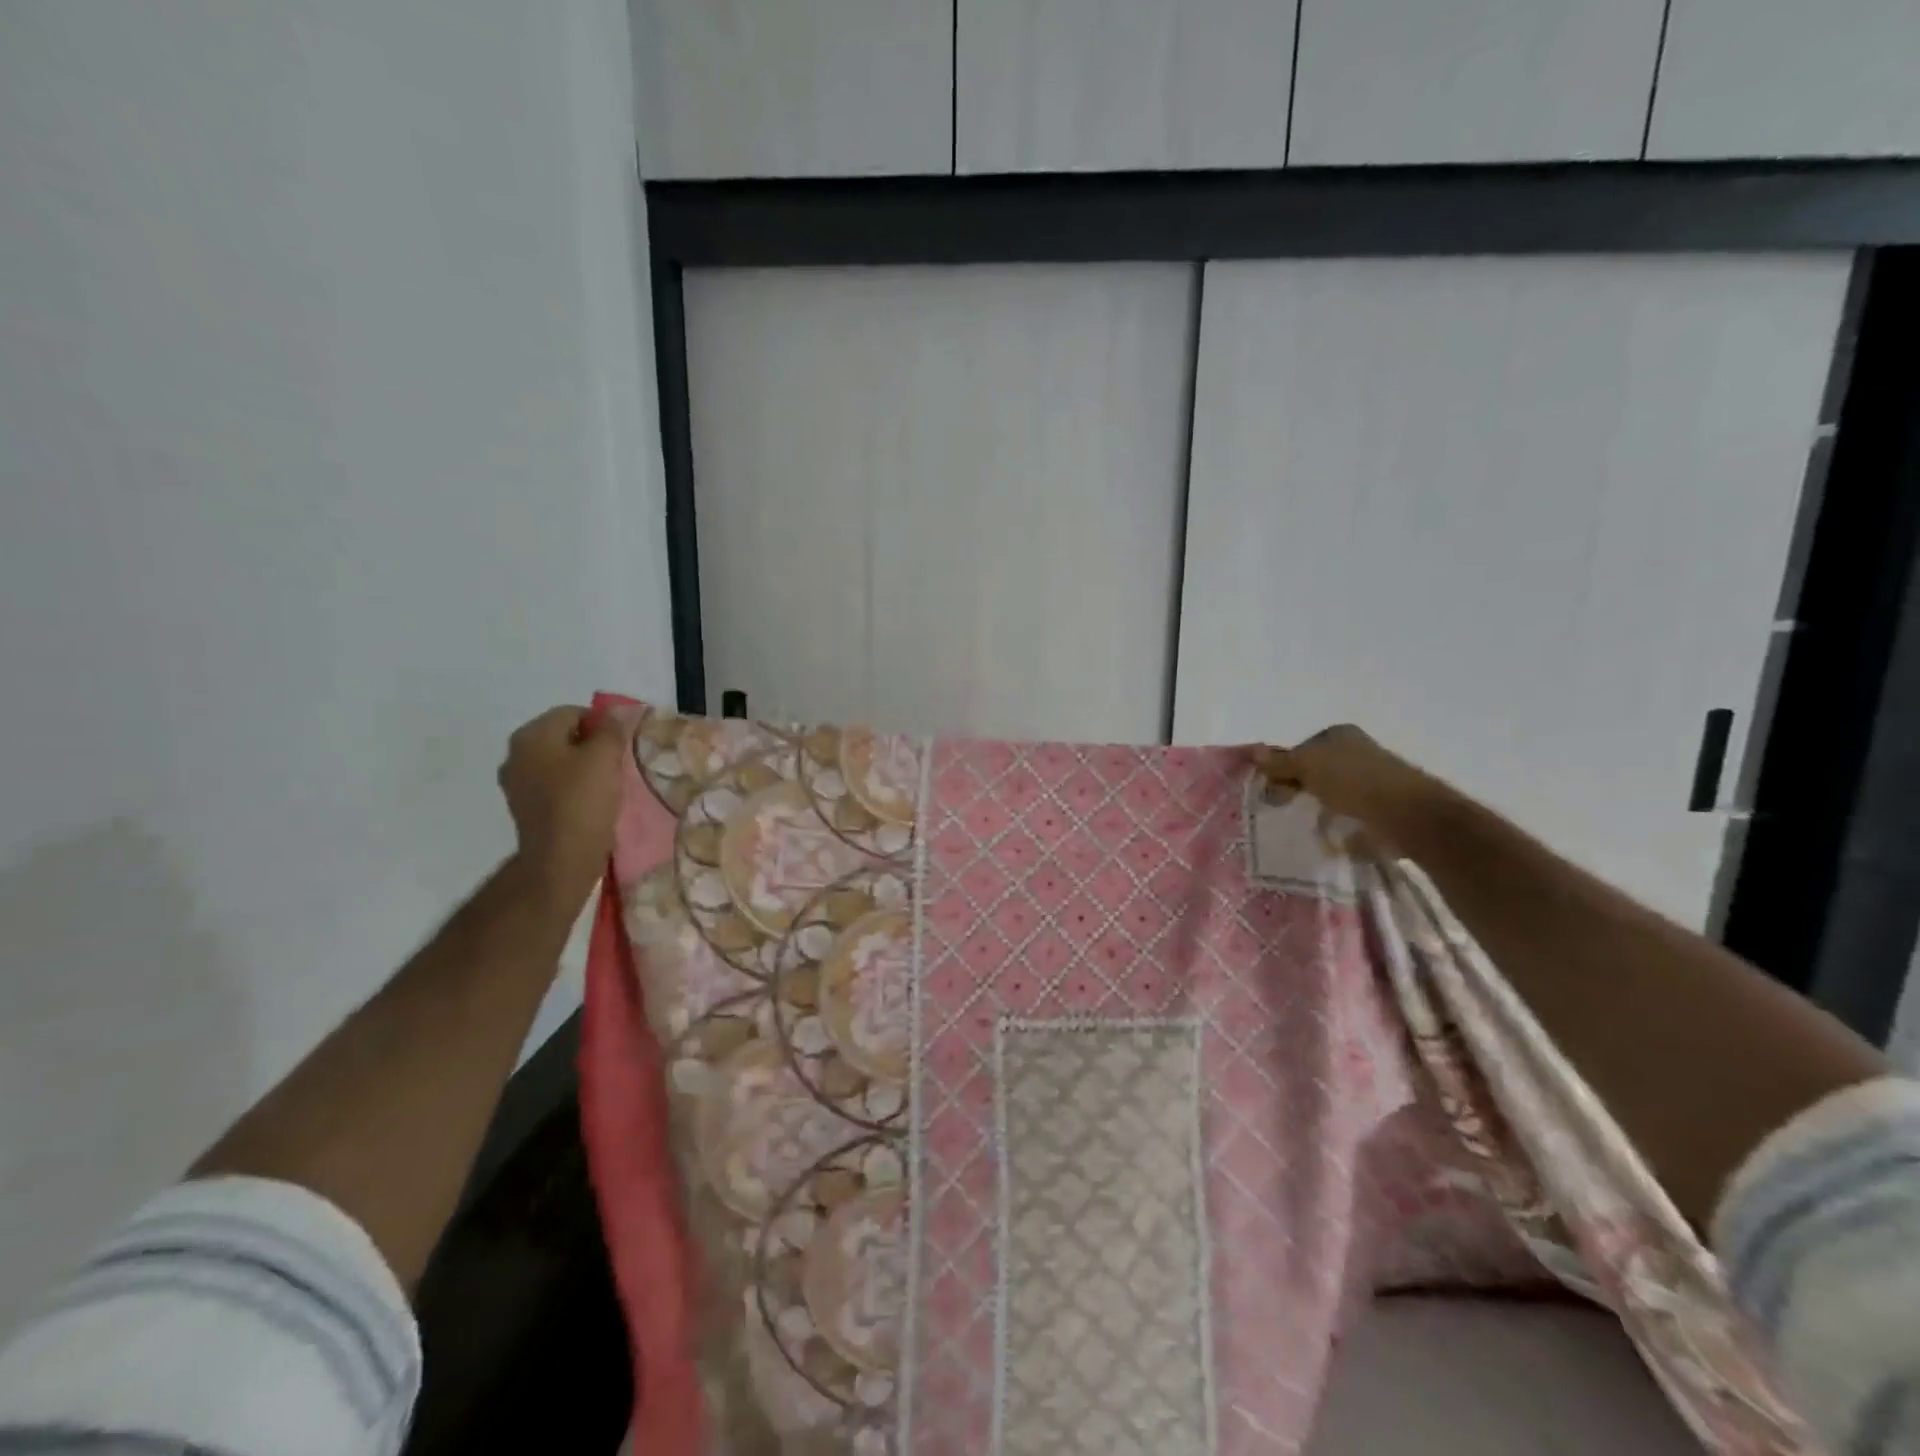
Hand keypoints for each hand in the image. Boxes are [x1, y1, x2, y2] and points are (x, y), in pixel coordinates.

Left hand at [497, 705, 634, 911]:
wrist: (560, 860)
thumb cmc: (583, 801)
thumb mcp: (605, 758)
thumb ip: (611, 729)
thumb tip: (615, 712)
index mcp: (532, 735)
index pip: (573, 713)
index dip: (603, 725)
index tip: (623, 746)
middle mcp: (516, 754)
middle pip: (564, 736)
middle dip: (592, 746)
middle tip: (618, 764)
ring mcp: (517, 783)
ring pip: (559, 762)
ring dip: (583, 768)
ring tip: (608, 785)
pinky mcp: (525, 807)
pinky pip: (554, 785)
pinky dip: (572, 788)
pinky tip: (591, 802)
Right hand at [1252, 725, 1439, 851]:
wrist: (1407, 814)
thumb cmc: (1352, 780)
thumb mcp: (1306, 764)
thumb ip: (1280, 761)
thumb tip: (1254, 751)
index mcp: (1340, 735)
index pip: (1301, 748)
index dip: (1284, 766)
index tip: (1272, 788)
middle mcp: (1358, 752)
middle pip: (1316, 770)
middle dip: (1299, 787)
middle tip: (1283, 807)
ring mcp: (1373, 780)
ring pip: (1332, 793)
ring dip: (1319, 808)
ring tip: (1306, 825)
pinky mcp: (1383, 808)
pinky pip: (1351, 815)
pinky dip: (1340, 826)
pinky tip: (1331, 837)